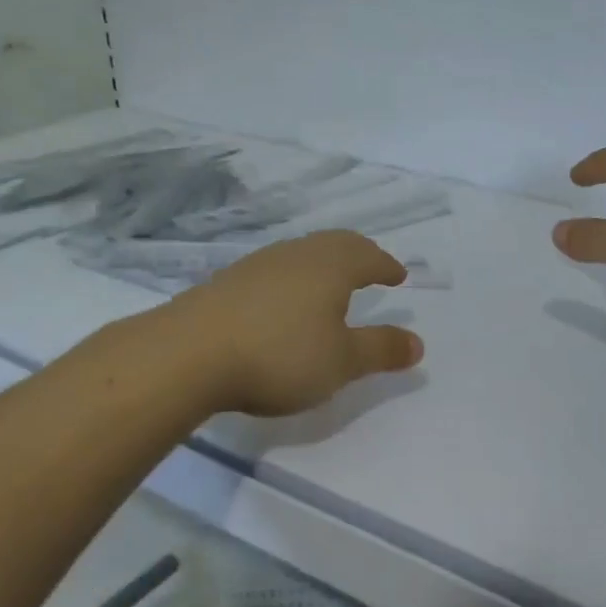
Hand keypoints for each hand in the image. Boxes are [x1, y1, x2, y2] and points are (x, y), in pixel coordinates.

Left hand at [176, 231, 424, 416]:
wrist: (188, 354)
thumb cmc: (279, 355)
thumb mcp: (341, 362)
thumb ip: (380, 350)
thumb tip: (418, 343)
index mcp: (331, 266)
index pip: (369, 257)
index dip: (387, 266)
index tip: (399, 275)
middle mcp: (298, 254)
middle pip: (336, 244)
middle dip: (359, 255)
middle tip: (371, 268)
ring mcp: (259, 264)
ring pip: (303, 253)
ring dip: (325, 263)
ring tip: (331, 284)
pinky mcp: (228, 281)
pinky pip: (276, 269)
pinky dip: (295, 278)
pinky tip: (284, 301)